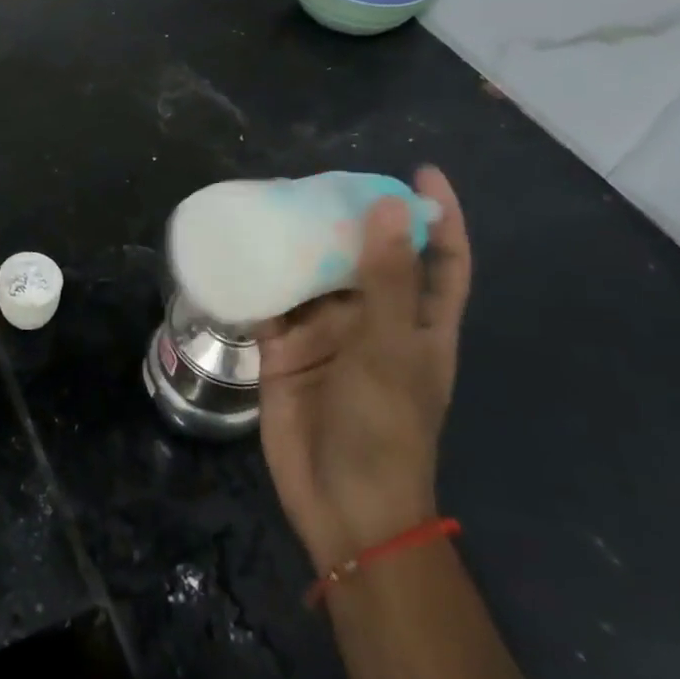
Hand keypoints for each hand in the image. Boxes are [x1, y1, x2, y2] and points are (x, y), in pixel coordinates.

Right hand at [256, 167, 470, 570]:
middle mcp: (375, 321)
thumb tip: (387, 204)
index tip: (420, 172)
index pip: (441, 258)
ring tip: (272, 202)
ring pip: (313, 274)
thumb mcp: (392, 350)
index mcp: (420, 323)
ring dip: (297, 243)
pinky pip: (270, 302)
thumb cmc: (386, 430)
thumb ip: (387, 279)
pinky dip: (256, 278)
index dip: (437, 216)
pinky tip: (237, 249)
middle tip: (318, 180)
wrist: (341, 506)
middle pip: (366, 256)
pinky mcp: (284, 349)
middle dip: (349, 218)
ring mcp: (327, 335)